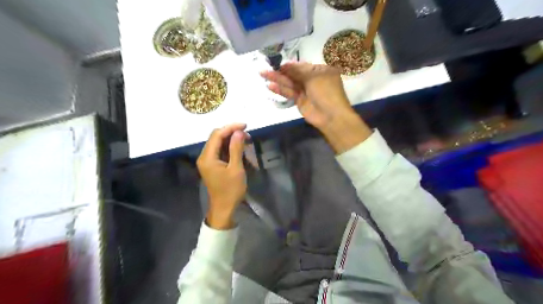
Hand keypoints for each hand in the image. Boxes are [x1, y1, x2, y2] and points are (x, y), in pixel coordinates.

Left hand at [197, 122, 247, 228]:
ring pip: (218, 143)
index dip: (230, 128)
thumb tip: (239, 132)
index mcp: (207, 157)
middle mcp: (204, 156)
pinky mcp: (212, 164)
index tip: (245, 126)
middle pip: (216, 137)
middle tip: (247, 134)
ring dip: (231, 140)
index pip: (217, 135)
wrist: (224, 208)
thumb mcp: (236, 169)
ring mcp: (207, 161)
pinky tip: (239, 148)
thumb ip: (236, 149)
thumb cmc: (231, 190)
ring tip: (246, 140)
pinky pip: (219, 151)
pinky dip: (229, 147)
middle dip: (231, 133)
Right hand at [262, 62, 352, 128]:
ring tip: (263, 74)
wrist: (330, 116)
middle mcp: (312, 79)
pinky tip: (270, 86)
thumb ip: (298, 71)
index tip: (277, 63)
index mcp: (320, 71)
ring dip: (277, 79)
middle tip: (265, 68)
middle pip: (294, 74)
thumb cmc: (326, 92)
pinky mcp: (299, 101)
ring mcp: (305, 91)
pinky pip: (289, 93)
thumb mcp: (314, 77)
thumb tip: (285, 65)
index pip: (302, 66)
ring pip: (290, 83)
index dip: (290, 65)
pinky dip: (280, 89)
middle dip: (280, 71)